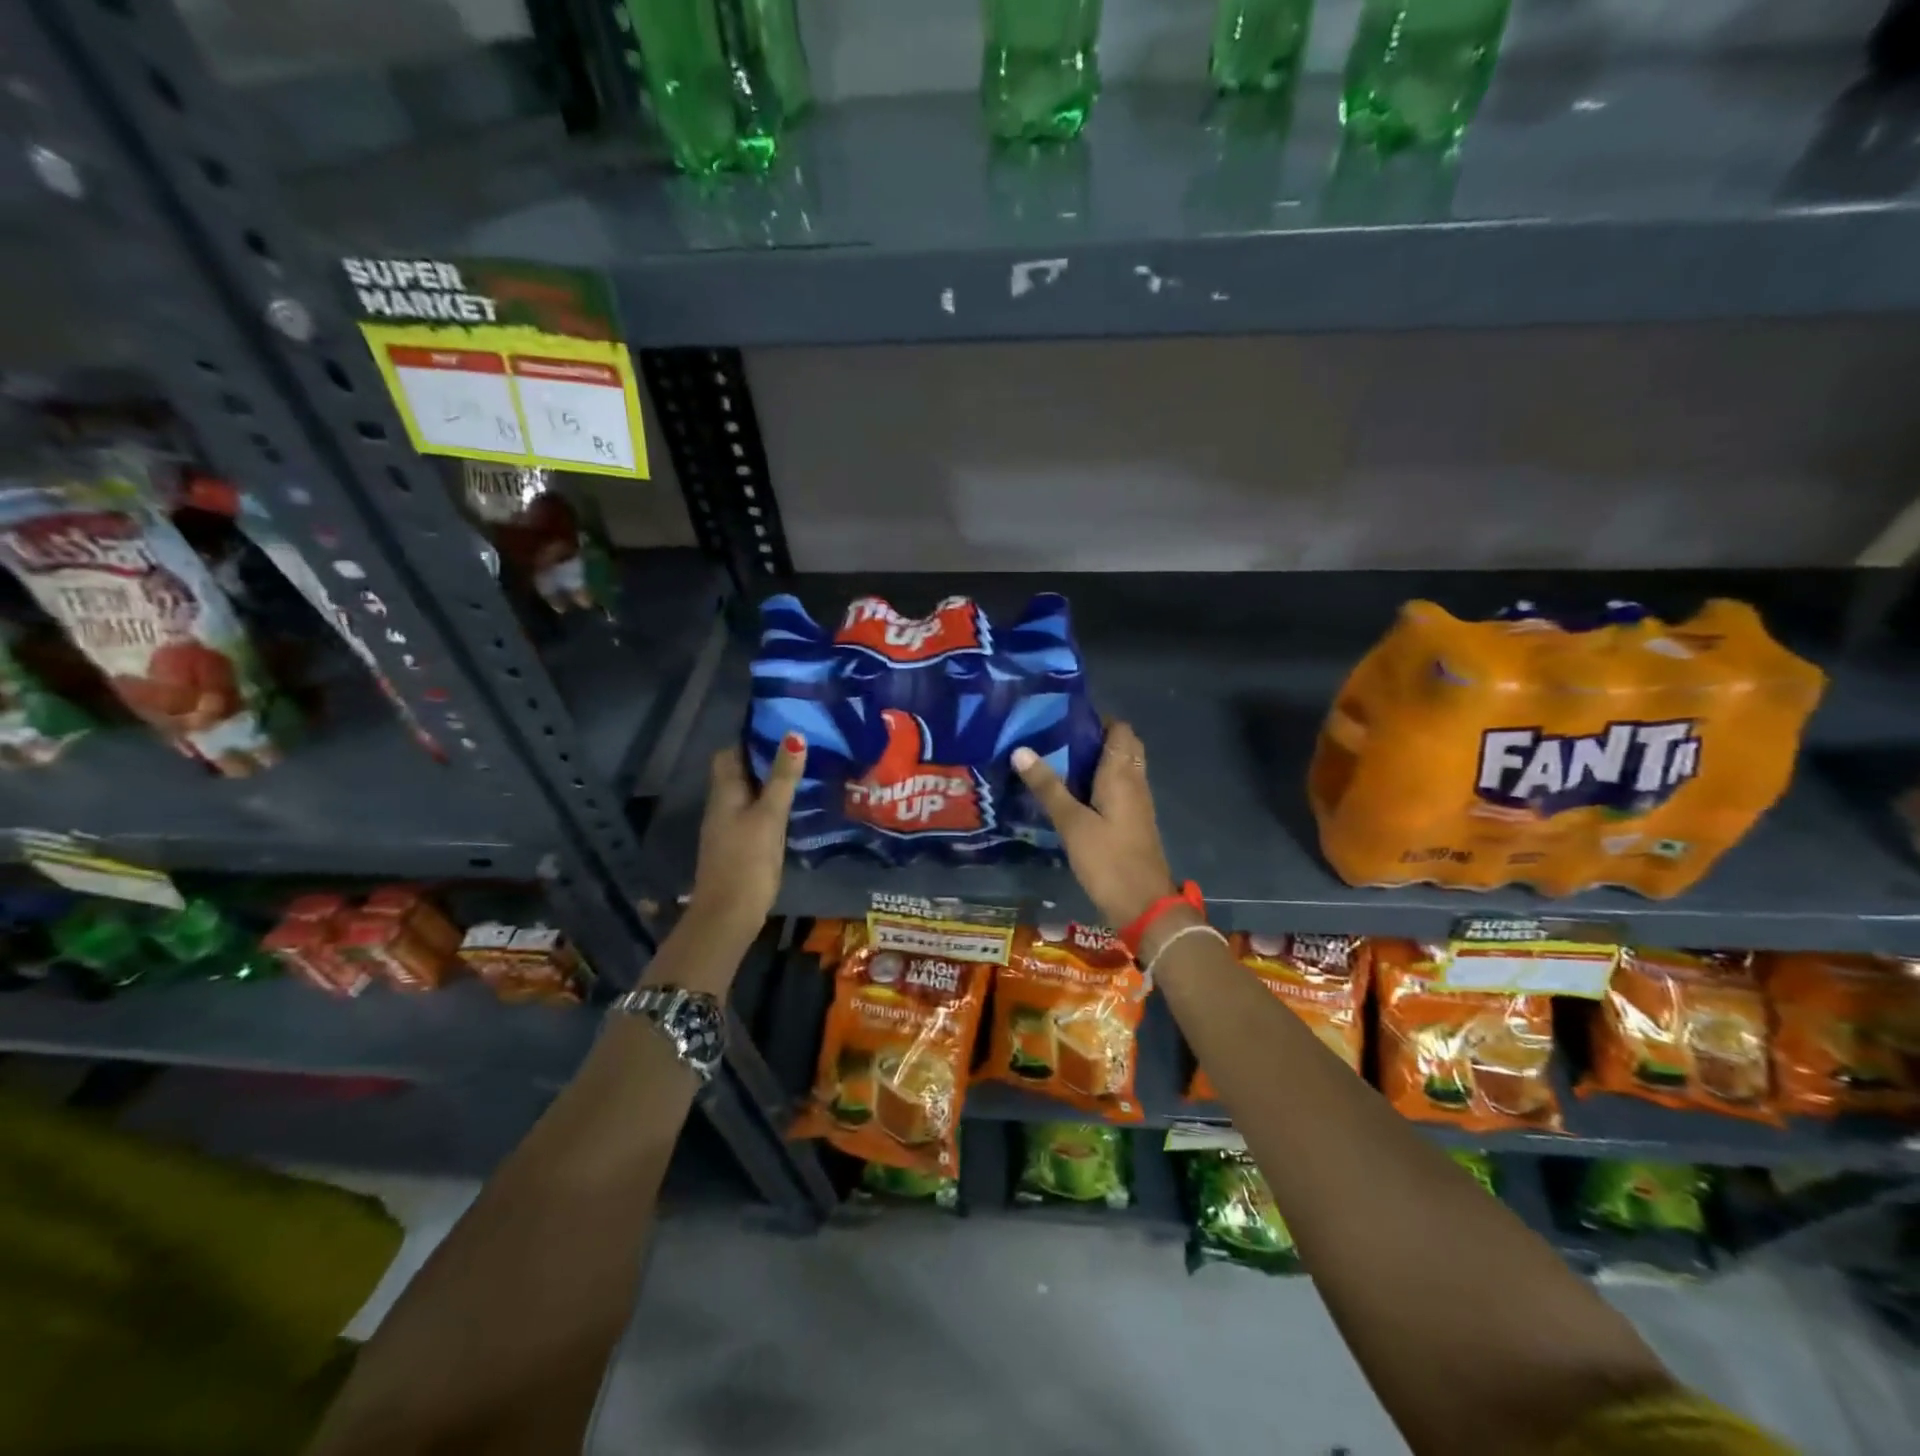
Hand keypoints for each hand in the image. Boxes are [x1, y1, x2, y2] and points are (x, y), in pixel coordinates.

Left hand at [685, 732, 805, 941]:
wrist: (729, 914)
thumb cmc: (748, 860)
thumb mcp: (769, 815)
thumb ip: (782, 778)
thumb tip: (794, 735)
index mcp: (724, 793)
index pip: (730, 753)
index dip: (751, 738)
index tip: (780, 727)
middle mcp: (722, 805)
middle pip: (740, 772)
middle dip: (765, 759)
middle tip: (800, 748)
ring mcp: (729, 827)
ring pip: (749, 794)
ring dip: (770, 782)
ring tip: (804, 771)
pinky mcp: (740, 846)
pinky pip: (755, 814)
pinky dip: (771, 805)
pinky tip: (795, 808)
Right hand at [1011, 722, 1177, 927]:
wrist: (1143, 906)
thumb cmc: (1108, 860)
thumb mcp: (1072, 823)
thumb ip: (1048, 787)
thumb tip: (1020, 750)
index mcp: (1122, 774)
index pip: (1120, 730)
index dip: (1096, 718)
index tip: (1063, 717)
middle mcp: (1135, 782)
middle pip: (1123, 747)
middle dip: (1095, 737)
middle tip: (1058, 739)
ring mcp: (1137, 803)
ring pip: (1121, 768)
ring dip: (1097, 760)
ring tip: (1058, 759)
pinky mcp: (1132, 822)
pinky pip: (1118, 789)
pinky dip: (1099, 782)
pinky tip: (1072, 793)